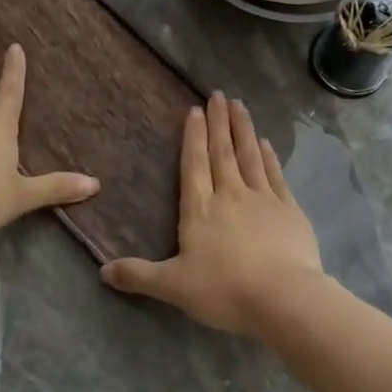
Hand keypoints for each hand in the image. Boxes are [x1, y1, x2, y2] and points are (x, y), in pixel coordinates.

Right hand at [102, 92, 324, 334]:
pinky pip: (276, 175)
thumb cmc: (224, 290)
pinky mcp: (289, 210)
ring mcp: (263, 199)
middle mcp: (230, 195)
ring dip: (244, 129)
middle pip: (222, 152)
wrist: (283, 297)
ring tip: (240, 106)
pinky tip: (266, 143)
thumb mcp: (173, 286)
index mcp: (200, 209)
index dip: (193, 136)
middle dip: (219, 122)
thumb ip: (139, 275)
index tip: (196, 110)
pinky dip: (269, 157)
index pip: (194, 164)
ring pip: (250, 156)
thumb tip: (102, 271)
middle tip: (219, 94)